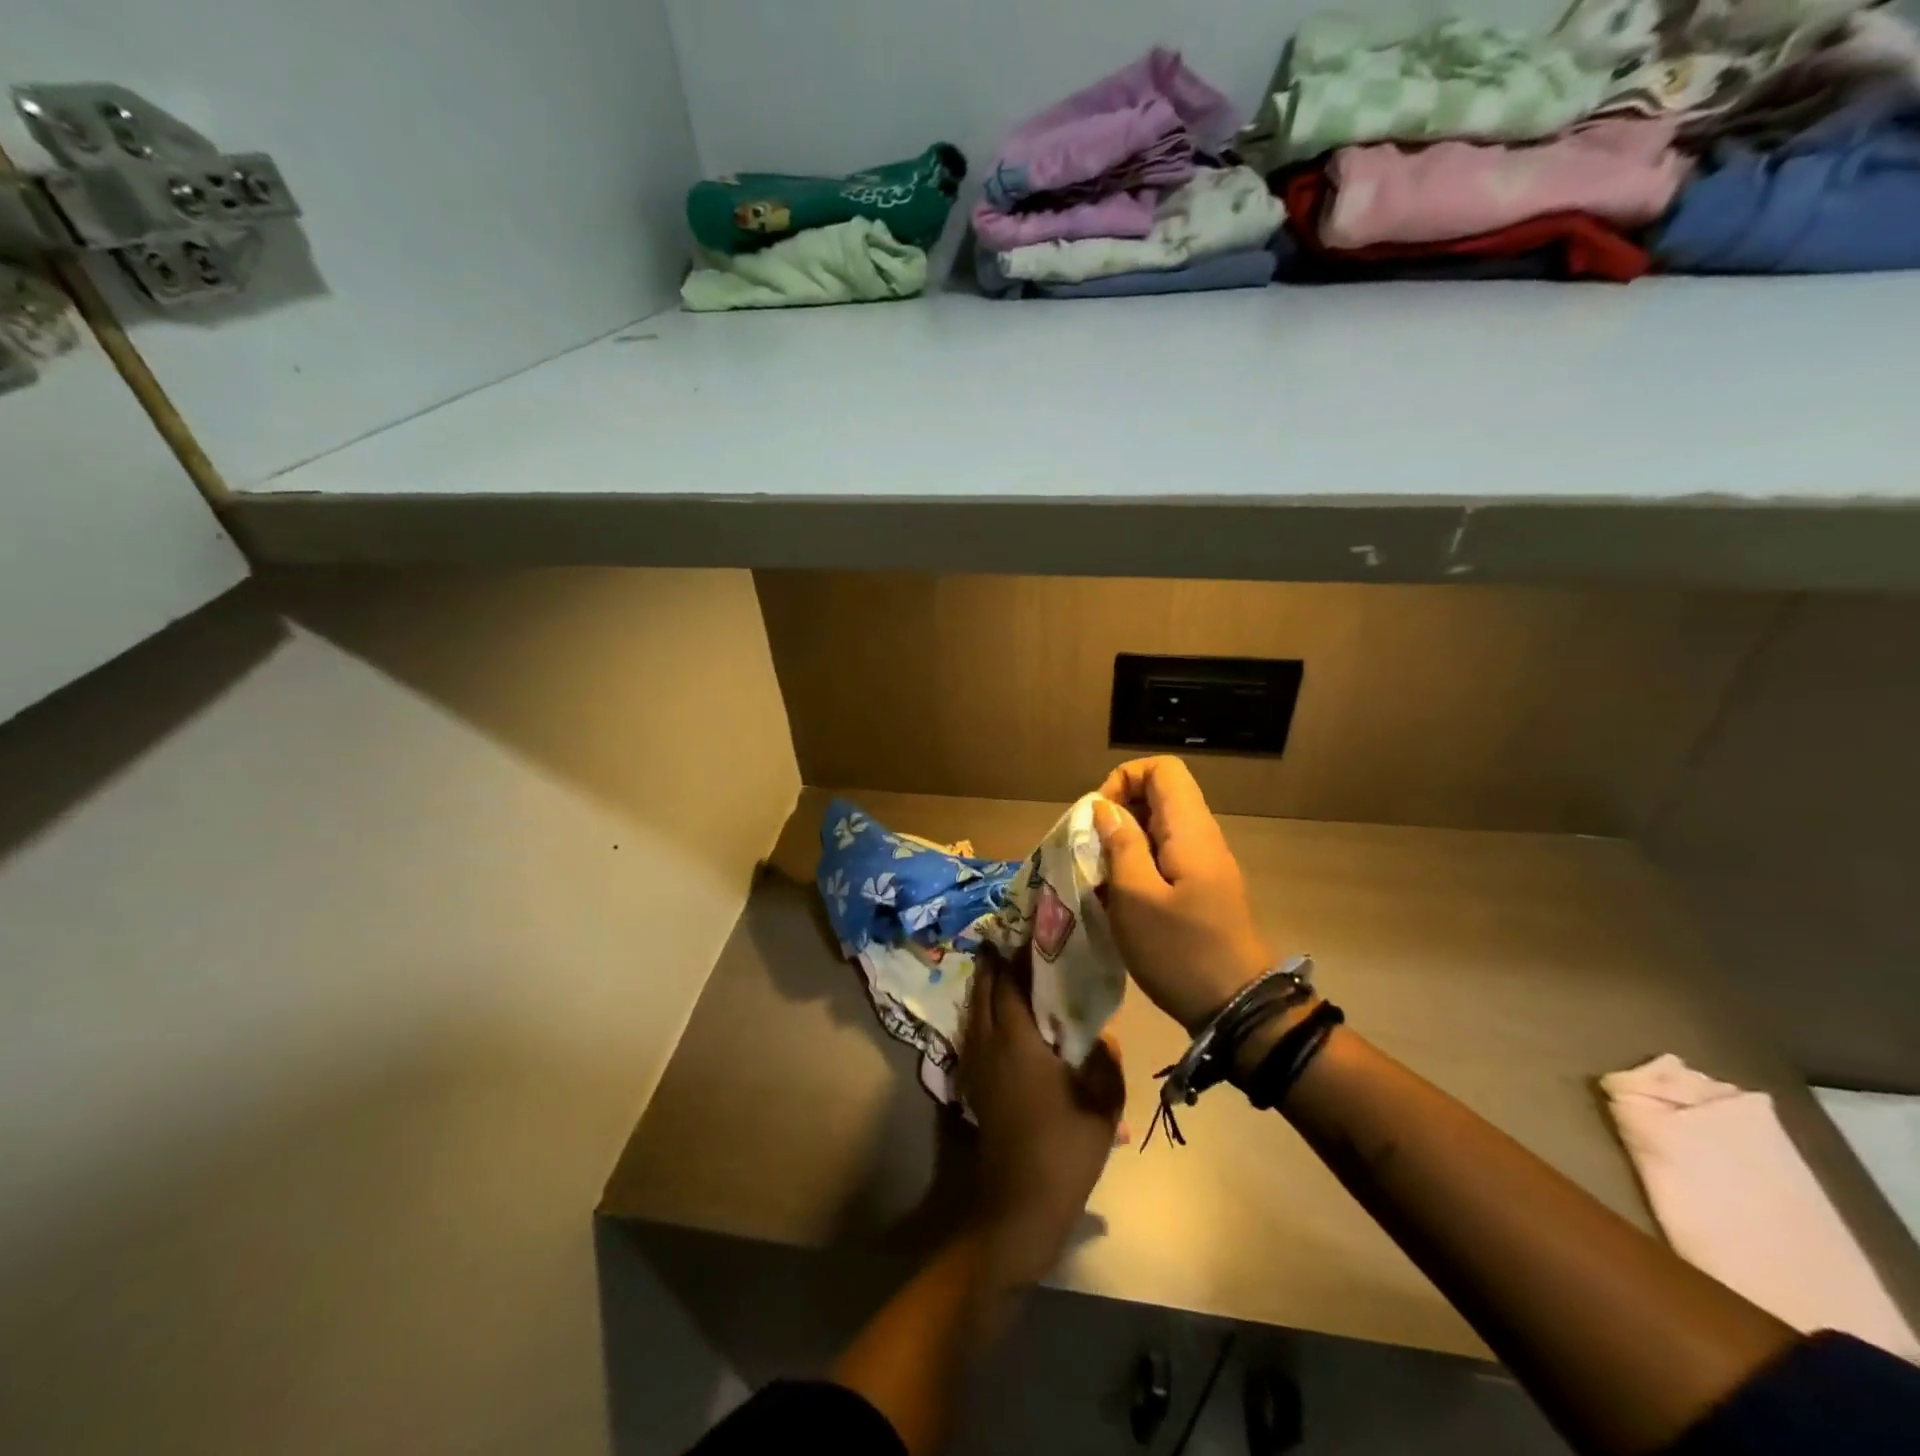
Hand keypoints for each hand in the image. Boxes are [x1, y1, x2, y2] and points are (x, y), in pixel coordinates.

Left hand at [960, 947, 1124, 1286]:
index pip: (1008, 985)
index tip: (1026, 933)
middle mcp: (990, 1045)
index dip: (1014, 957)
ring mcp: (977, 1066)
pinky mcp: (974, 1086)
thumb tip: (1103, 1037)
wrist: (1019, 1206)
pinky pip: (975, 1034)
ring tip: (1005, 972)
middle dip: (993, 966)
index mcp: (1018, 1042)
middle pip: (983, 992)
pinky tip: (1002, 1019)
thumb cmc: (1063, 1152)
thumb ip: (1106, 1065)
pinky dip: (984, 1014)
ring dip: (986, 989)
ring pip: (975, 1013)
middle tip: (1009, 943)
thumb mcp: (1102, 1108)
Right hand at [1094, 756, 1272, 1032]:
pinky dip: (1137, 866)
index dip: (1124, 779)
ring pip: (1158, 828)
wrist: (1237, 1007)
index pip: (1161, 769)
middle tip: (1092, 851)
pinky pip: (1165, 857)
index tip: (1099, 818)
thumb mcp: (1136, 898)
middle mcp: (1201, 837)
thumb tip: (1104, 809)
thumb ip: (1120, 846)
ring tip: (1100, 878)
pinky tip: (1120, 899)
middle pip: (1159, 795)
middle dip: (1118, 813)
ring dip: (1124, 843)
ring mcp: (1204, 864)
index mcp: (1190, 830)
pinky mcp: (1201, 888)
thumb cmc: (1180, 951)